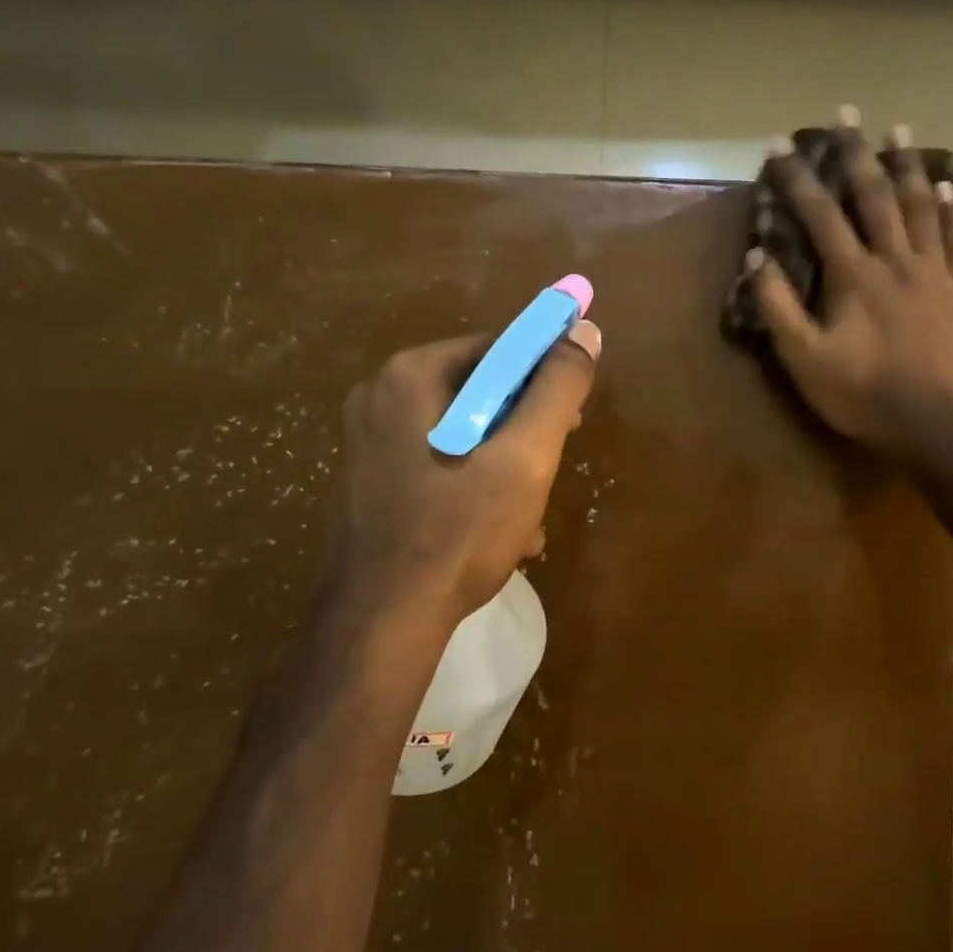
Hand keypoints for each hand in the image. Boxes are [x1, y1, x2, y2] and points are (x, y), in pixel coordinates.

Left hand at [327, 321, 601, 634]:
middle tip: (549, 470)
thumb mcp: (526, 455)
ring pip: (462, 435)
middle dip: (525, 432)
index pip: (498, 349)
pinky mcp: (368, 484)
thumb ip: (558, 388)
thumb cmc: (459, 530)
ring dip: (505, 468)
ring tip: (528, 518)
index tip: (573, 420)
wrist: (382, 620)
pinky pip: (438, 466)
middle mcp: (380, 397)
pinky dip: (472, 488)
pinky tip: (498, 534)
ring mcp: (367, 443)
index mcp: (412, 375)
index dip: (546, 377)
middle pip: (479, 393)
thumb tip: (585, 331)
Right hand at [748, 113, 952, 458]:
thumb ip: (778, 308)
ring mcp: (935, 273)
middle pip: (875, 196)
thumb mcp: (804, 360)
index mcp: (853, 276)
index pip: (820, 215)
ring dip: (907, 167)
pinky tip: (948, 188)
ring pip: (921, 208)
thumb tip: (758, 259)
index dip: (798, 178)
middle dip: (857, 153)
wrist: (932, 424)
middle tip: (846, 114)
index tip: (780, 144)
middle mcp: (895, 261)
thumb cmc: (861, 395)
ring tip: (898, 132)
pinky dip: (952, 211)